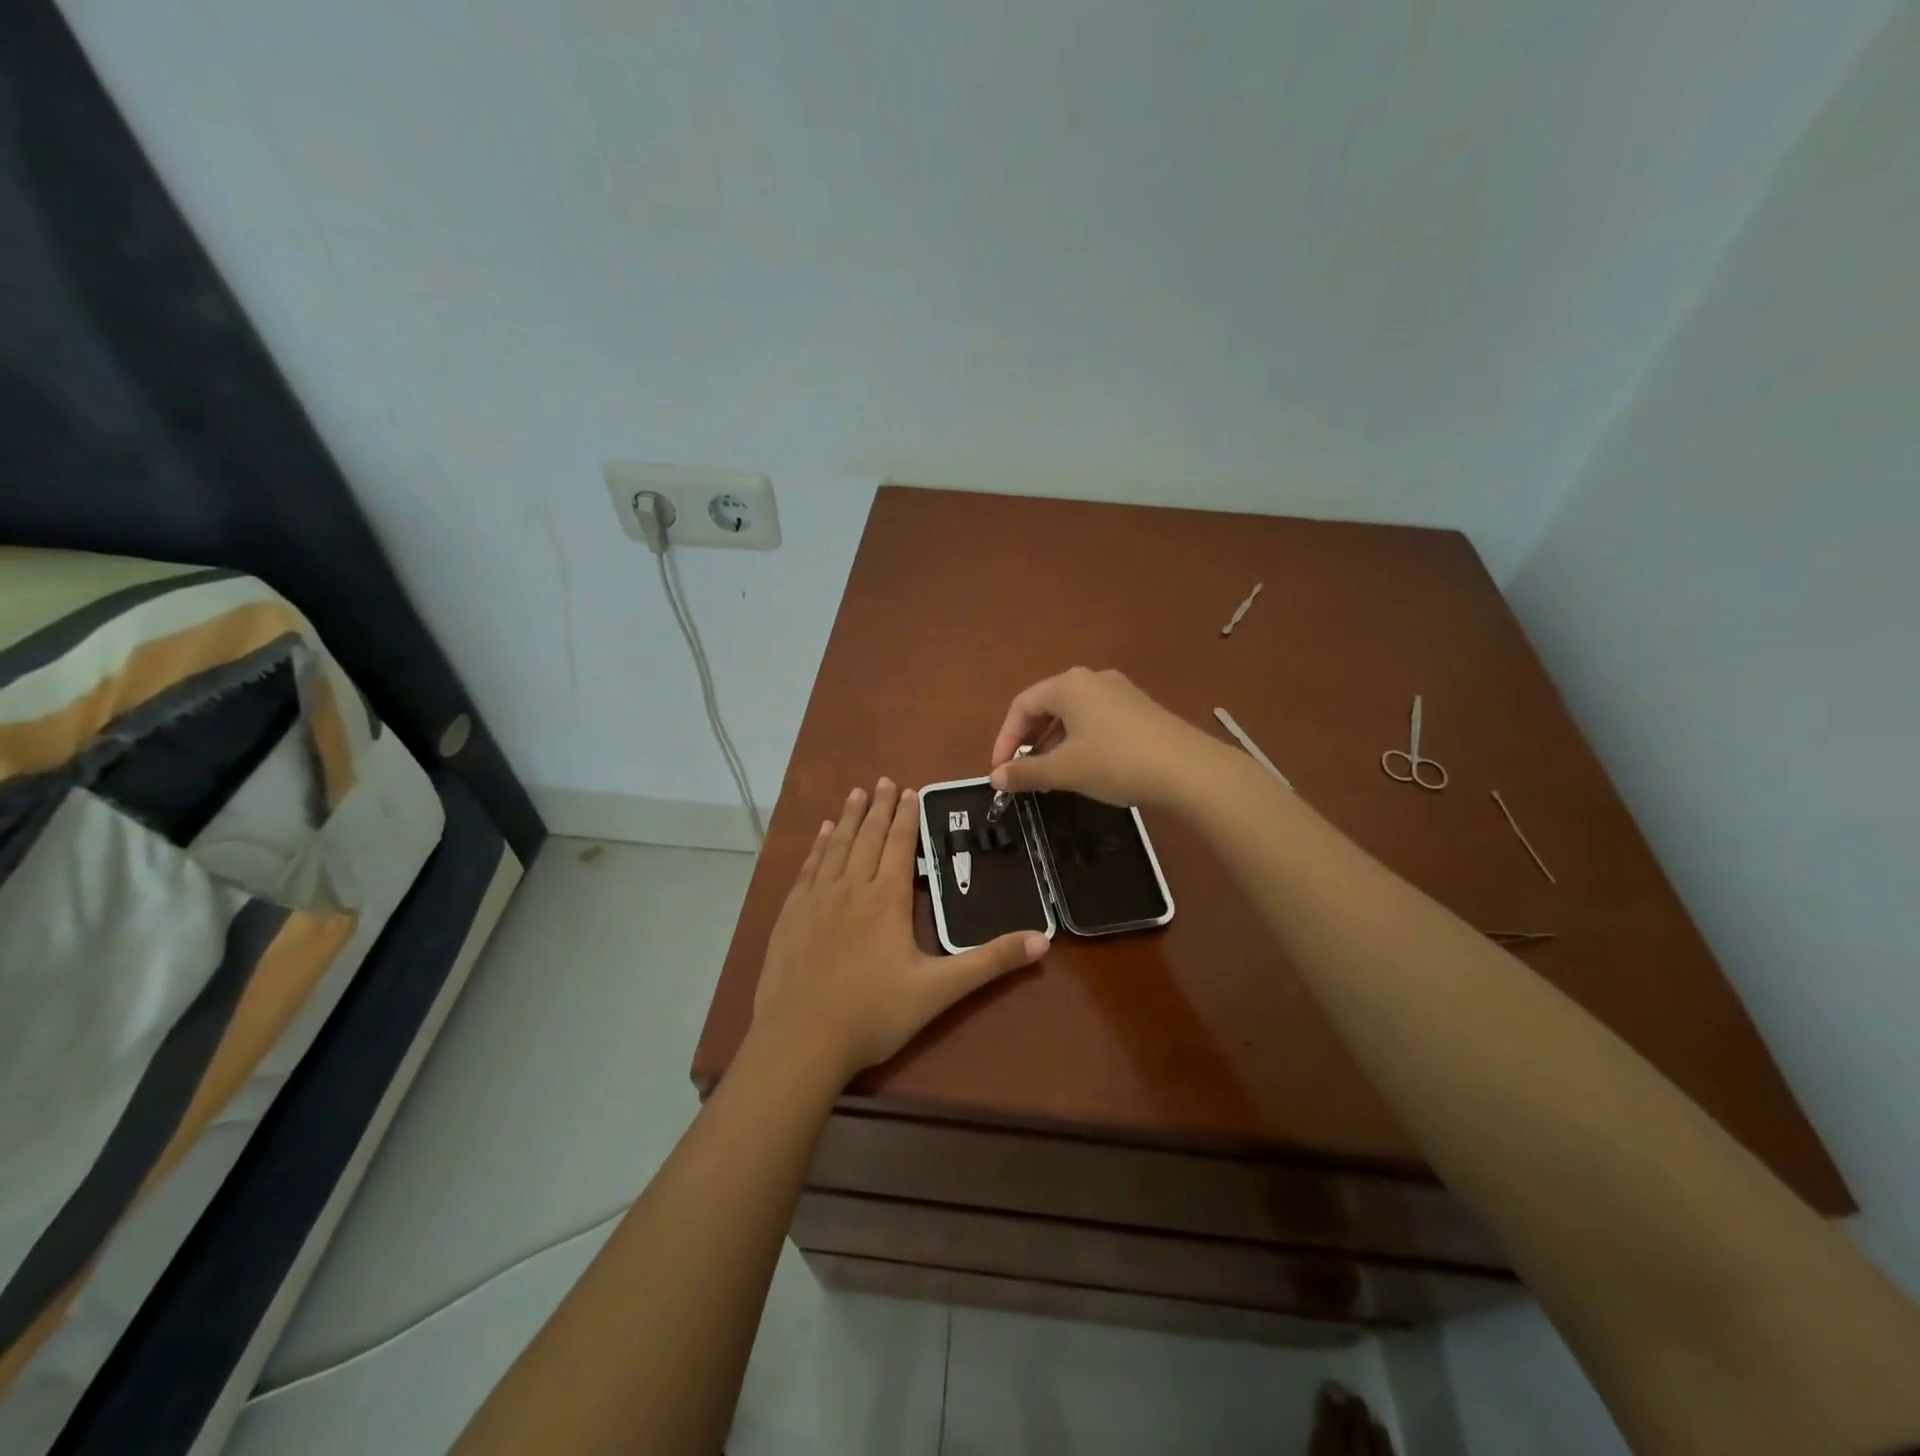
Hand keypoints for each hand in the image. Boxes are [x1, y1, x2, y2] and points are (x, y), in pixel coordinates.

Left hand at [752, 779, 1048, 1080]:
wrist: (801, 1040)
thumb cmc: (874, 1014)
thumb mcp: (939, 990)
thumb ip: (989, 962)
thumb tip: (1042, 941)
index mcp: (887, 899)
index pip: (900, 845)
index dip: (907, 817)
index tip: (910, 790)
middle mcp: (851, 888)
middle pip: (869, 837)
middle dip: (880, 807)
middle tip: (885, 780)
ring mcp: (816, 899)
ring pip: (837, 846)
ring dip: (850, 818)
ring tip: (857, 794)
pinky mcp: (791, 915)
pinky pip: (808, 868)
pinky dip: (818, 846)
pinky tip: (822, 835)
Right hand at [988, 667, 1217, 807]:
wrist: (1188, 770)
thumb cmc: (1115, 762)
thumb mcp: (1064, 770)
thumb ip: (1026, 772)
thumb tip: (995, 778)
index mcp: (1068, 685)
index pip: (1022, 706)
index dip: (1005, 739)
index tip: (1000, 772)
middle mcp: (1092, 679)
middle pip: (1047, 707)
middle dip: (1029, 741)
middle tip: (1023, 773)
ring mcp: (1120, 692)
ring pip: (1073, 715)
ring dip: (1054, 744)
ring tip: (1051, 776)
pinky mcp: (1140, 710)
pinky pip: (1096, 721)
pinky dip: (1079, 742)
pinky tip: (1085, 769)